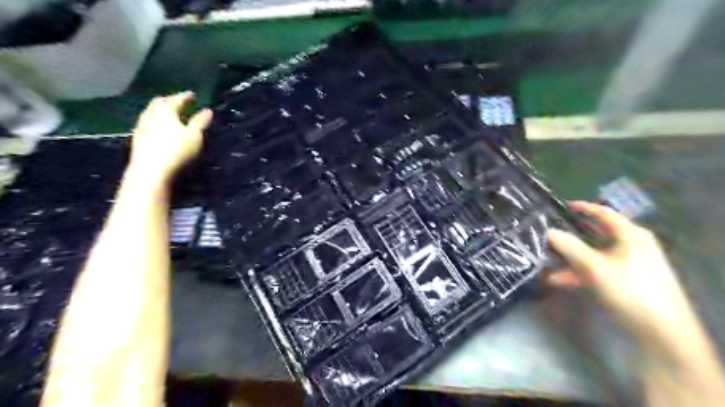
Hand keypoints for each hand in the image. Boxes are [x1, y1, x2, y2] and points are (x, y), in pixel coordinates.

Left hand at [129, 91, 212, 184]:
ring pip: (151, 112)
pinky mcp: (138, 138)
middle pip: (159, 103)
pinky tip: (158, 128)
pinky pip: (147, 123)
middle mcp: (150, 114)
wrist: (151, 170)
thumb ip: (200, 122)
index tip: (192, 94)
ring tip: (169, 114)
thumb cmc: (177, 150)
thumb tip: (208, 111)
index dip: (185, 96)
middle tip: (178, 101)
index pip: (176, 99)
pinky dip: (155, 121)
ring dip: (160, 111)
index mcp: (165, 111)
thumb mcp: (195, 136)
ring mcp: (142, 126)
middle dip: (169, 100)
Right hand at [547, 202, 692, 341]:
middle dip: (570, 235)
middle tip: (548, 231)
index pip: (604, 214)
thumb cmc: (629, 290)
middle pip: (595, 235)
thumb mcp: (594, 266)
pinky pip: (593, 271)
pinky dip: (575, 273)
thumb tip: (547, 231)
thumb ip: (568, 246)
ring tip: (543, 258)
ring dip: (567, 257)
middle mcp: (629, 247)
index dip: (584, 208)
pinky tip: (554, 279)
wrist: (660, 333)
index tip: (563, 206)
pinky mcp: (622, 283)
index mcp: (630, 236)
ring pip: (591, 255)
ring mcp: (626, 266)